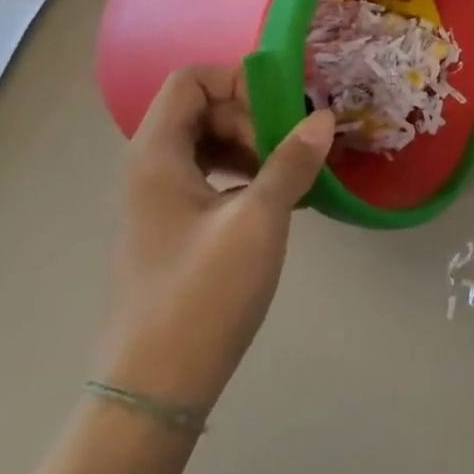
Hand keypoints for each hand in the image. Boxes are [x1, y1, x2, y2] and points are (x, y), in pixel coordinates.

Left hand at [99, 65, 335, 415]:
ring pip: (207, 144)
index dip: (237, 82)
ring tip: (289, 175)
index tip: (279, 114)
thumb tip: (323, 117)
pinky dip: (243, 174)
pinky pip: (209, 177)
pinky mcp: (171, 230)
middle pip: (202, 108)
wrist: (152, 393)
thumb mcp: (258, 221)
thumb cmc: (201, 297)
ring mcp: (158, 202)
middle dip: (251, 117)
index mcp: (156, 156)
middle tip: (289, 150)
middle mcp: (150, 169)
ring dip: (252, 146)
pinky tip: (275, 202)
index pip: (191, 80)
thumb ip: (292, 162)